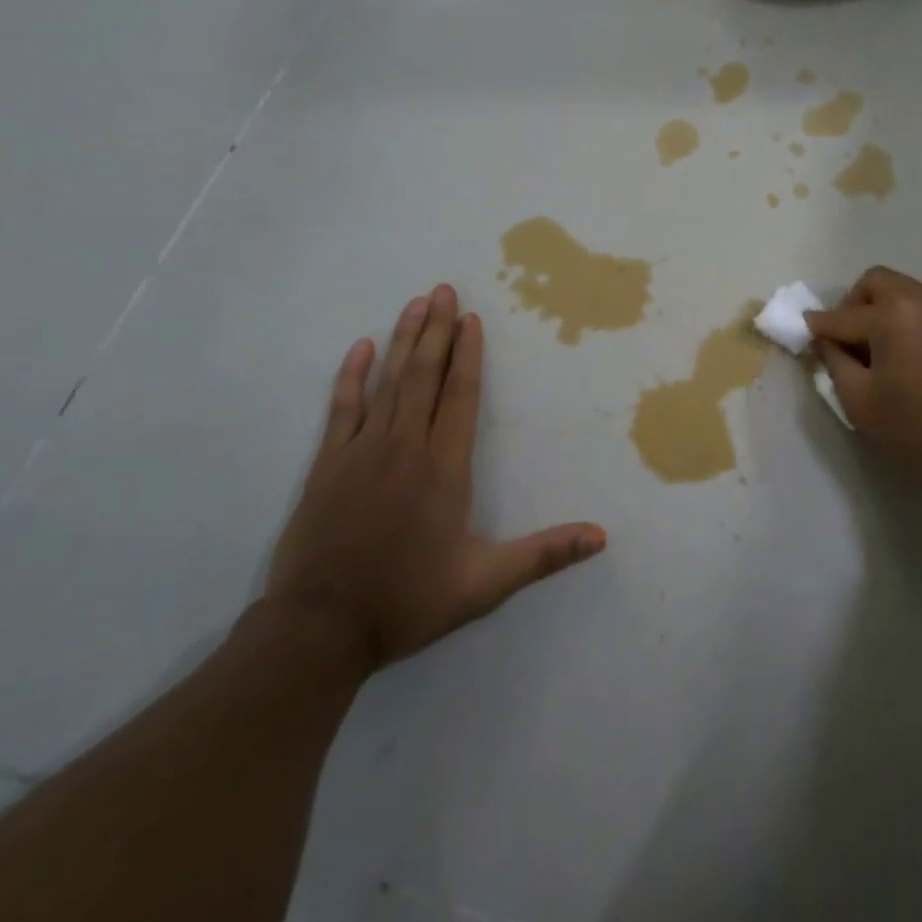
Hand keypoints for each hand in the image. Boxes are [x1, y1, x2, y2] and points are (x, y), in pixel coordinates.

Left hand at [263, 285, 605, 673]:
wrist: (319, 631)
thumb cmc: (407, 601)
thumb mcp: (485, 584)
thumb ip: (544, 554)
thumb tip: (601, 537)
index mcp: (444, 468)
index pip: (461, 396)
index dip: (469, 355)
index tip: (472, 318)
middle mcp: (406, 447)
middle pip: (425, 375)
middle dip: (437, 330)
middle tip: (444, 289)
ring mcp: (362, 452)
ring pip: (388, 382)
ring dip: (404, 340)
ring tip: (416, 303)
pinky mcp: (328, 465)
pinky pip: (342, 409)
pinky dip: (351, 376)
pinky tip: (360, 348)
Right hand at [806, 267, 921, 509]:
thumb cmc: (917, 431)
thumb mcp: (860, 400)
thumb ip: (834, 360)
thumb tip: (824, 339)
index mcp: (895, 312)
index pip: (842, 314)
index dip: (817, 327)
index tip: (801, 335)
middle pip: (874, 284)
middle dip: (851, 307)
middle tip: (843, 343)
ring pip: (899, 293)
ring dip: (878, 312)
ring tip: (871, 354)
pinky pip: (920, 308)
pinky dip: (901, 320)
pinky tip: (898, 357)